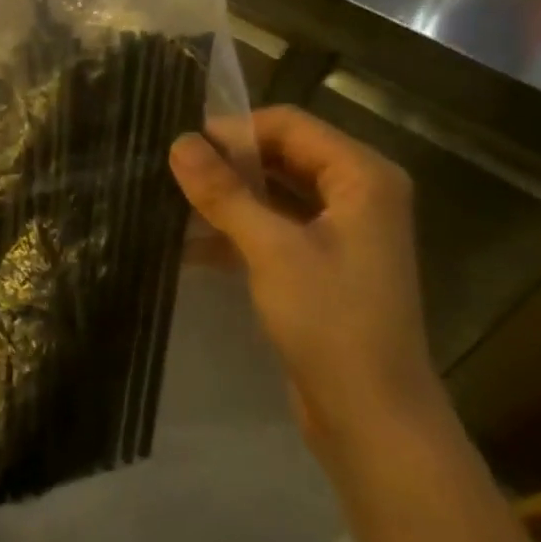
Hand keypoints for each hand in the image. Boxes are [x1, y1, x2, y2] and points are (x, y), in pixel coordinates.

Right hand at [169, 107, 441, 449]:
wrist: (372, 417)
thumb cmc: (331, 321)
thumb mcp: (272, 250)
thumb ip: (224, 192)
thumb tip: (179, 142)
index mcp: (362, 176)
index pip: (289, 124)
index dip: (234, 130)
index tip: (181, 146)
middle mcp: (356, 194)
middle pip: (281, 156)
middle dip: (227, 164)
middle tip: (169, 172)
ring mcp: (339, 231)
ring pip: (273, 194)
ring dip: (226, 198)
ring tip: (169, 203)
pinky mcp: (320, 264)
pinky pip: (273, 229)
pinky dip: (235, 232)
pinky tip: (186, 244)